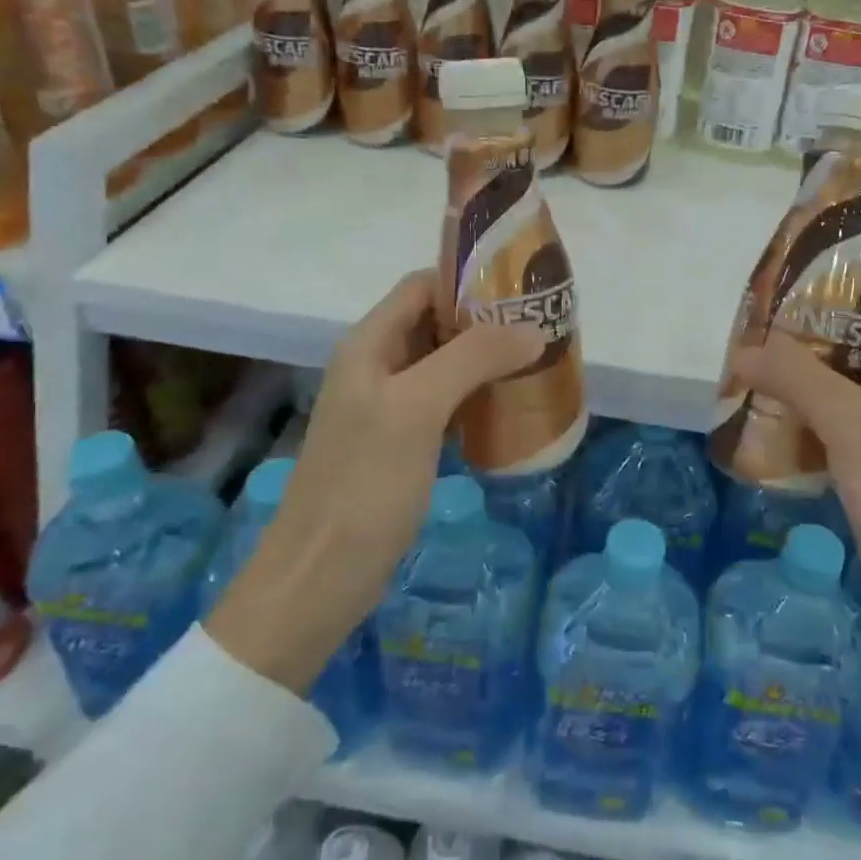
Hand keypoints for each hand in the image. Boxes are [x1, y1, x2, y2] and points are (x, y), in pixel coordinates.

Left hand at [207, 270, 541, 692]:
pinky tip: (511, 407)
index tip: (523, 289)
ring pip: (445, 363)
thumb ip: (472, 358)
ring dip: (487, 358)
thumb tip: (531, 329)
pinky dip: (479, 395)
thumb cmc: (363, 485)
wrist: (318, 579)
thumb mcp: (417, 410)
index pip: (422, 286)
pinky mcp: (402, 444)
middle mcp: (377, 366)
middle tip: (542, 327)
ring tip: (537, 361)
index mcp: (369, 344)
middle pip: (437, 322)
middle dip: (488, 320)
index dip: (469, 280)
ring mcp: (389, 407)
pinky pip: (447, 402)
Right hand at [732, 283, 860, 783]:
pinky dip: (813, 436)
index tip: (807, 285)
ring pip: (854, 403)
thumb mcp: (856, 426)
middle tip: (762, 337)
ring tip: (756, 383)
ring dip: (810, 390)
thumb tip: (745, 348)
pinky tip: (776, 443)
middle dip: (819, 341)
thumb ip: (799, 379)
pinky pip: (847, 448)